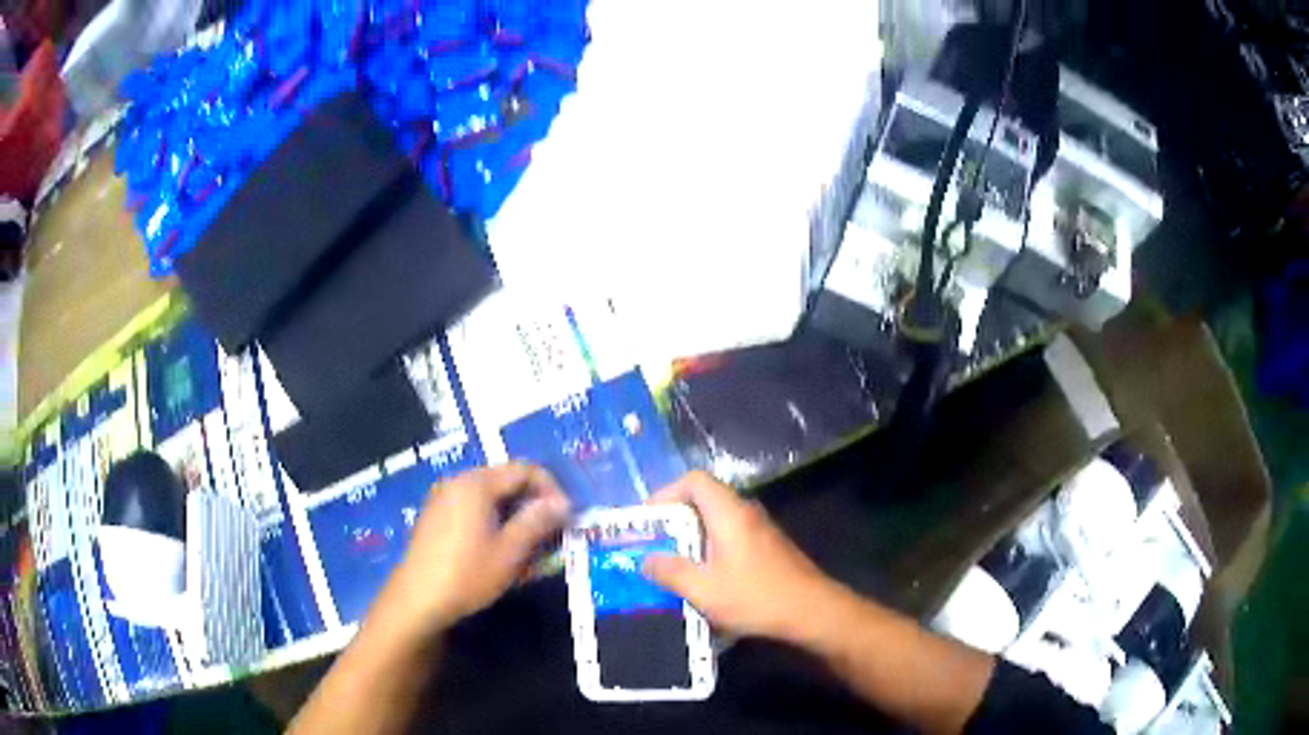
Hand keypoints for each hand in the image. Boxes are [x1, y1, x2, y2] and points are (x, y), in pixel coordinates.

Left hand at [382, 463, 569, 634]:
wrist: (418, 599)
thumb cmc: (467, 574)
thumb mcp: (510, 551)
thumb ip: (537, 522)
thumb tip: (562, 503)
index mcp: (476, 484)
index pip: (524, 469)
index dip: (551, 489)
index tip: (566, 517)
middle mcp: (457, 482)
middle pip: (505, 481)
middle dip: (533, 503)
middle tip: (551, 533)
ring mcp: (443, 499)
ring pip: (490, 497)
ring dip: (514, 515)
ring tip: (528, 547)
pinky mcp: (435, 518)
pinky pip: (472, 509)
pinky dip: (493, 522)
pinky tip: (499, 550)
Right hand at [641, 471, 840, 641]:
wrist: (812, 611)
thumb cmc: (756, 597)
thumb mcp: (704, 590)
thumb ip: (671, 572)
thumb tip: (646, 560)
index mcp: (729, 513)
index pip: (694, 480)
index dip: (666, 493)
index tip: (648, 521)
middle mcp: (745, 512)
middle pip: (704, 498)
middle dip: (675, 519)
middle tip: (654, 544)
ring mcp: (760, 529)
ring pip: (717, 519)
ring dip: (692, 536)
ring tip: (673, 564)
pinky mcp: (768, 547)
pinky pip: (730, 535)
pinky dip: (710, 548)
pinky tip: (705, 578)